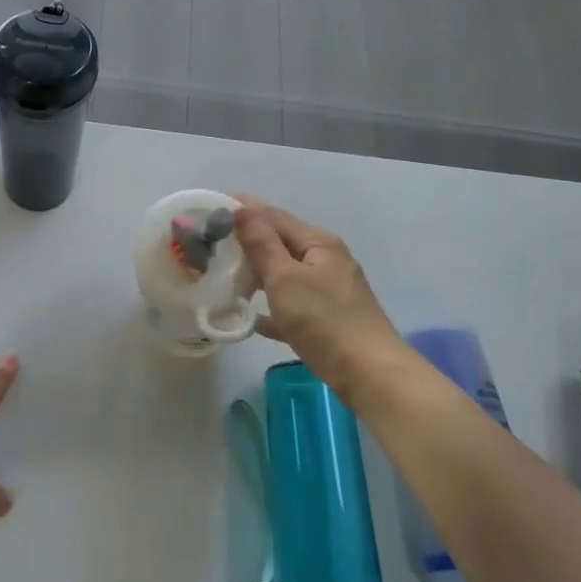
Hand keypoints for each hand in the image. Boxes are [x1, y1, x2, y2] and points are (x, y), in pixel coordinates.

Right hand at [232, 199, 411, 405]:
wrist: (369, 373)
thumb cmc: (324, 321)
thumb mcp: (285, 279)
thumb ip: (262, 244)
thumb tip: (242, 209)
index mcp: (318, 243)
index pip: (274, 216)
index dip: (244, 209)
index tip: (211, 207)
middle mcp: (327, 259)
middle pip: (281, 241)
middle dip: (248, 239)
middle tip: (212, 242)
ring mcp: (330, 288)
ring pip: (286, 271)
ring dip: (258, 270)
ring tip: (226, 273)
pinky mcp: (329, 315)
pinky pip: (293, 301)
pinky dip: (272, 303)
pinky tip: (251, 316)